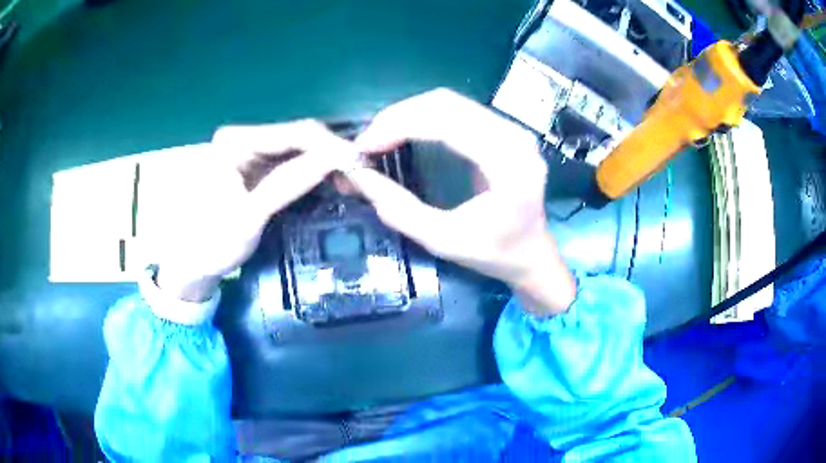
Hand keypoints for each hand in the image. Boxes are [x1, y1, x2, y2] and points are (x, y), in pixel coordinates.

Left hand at [156, 120, 356, 302]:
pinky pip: (292, 162)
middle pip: (299, 137)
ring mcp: (250, 151)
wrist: (195, 263)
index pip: (294, 133)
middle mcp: (243, 137)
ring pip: (299, 148)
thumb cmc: (213, 243)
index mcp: (235, 142)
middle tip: (360, 176)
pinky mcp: (257, 166)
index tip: (361, 165)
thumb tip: (335, 158)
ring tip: (350, 180)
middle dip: (330, 154)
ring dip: (325, 163)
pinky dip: (313, 171)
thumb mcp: (250, 216)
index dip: (331, 146)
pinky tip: (330, 181)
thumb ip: (288, 183)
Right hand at [345, 89, 575, 314]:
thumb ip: (400, 210)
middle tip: (367, 142)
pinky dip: (424, 116)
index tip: (364, 146)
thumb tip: (360, 177)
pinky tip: (405, 131)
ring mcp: (512, 129)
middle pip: (446, 103)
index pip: (447, 124)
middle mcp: (515, 137)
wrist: (532, 254)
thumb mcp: (443, 240)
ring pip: (450, 101)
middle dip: (398, 116)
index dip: (398, 126)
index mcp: (508, 164)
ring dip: (409, 114)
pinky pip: (458, 110)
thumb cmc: (495, 254)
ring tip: (381, 137)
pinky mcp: (504, 130)